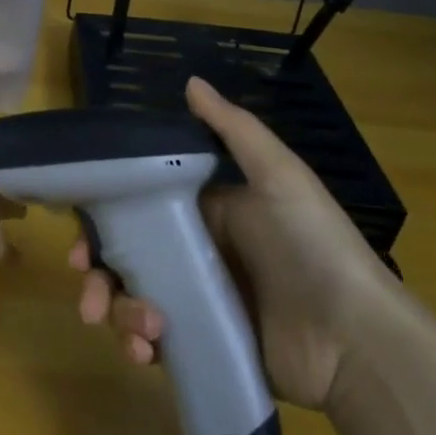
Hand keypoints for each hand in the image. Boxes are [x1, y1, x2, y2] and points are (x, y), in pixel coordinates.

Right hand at [73, 76, 404, 409]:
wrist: (356, 338)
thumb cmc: (313, 246)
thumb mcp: (279, 178)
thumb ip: (234, 131)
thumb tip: (189, 81)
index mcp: (207, 215)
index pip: (138, 214)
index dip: (103, 225)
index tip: (79, 242)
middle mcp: (196, 256)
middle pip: (127, 262)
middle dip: (99, 279)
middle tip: (87, 295)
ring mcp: (199, 304)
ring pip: (134, 303)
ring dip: (121, 315)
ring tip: (142, 332)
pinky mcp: (204, 345)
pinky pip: (156, 345)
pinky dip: (139, 348)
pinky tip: (145, 353)